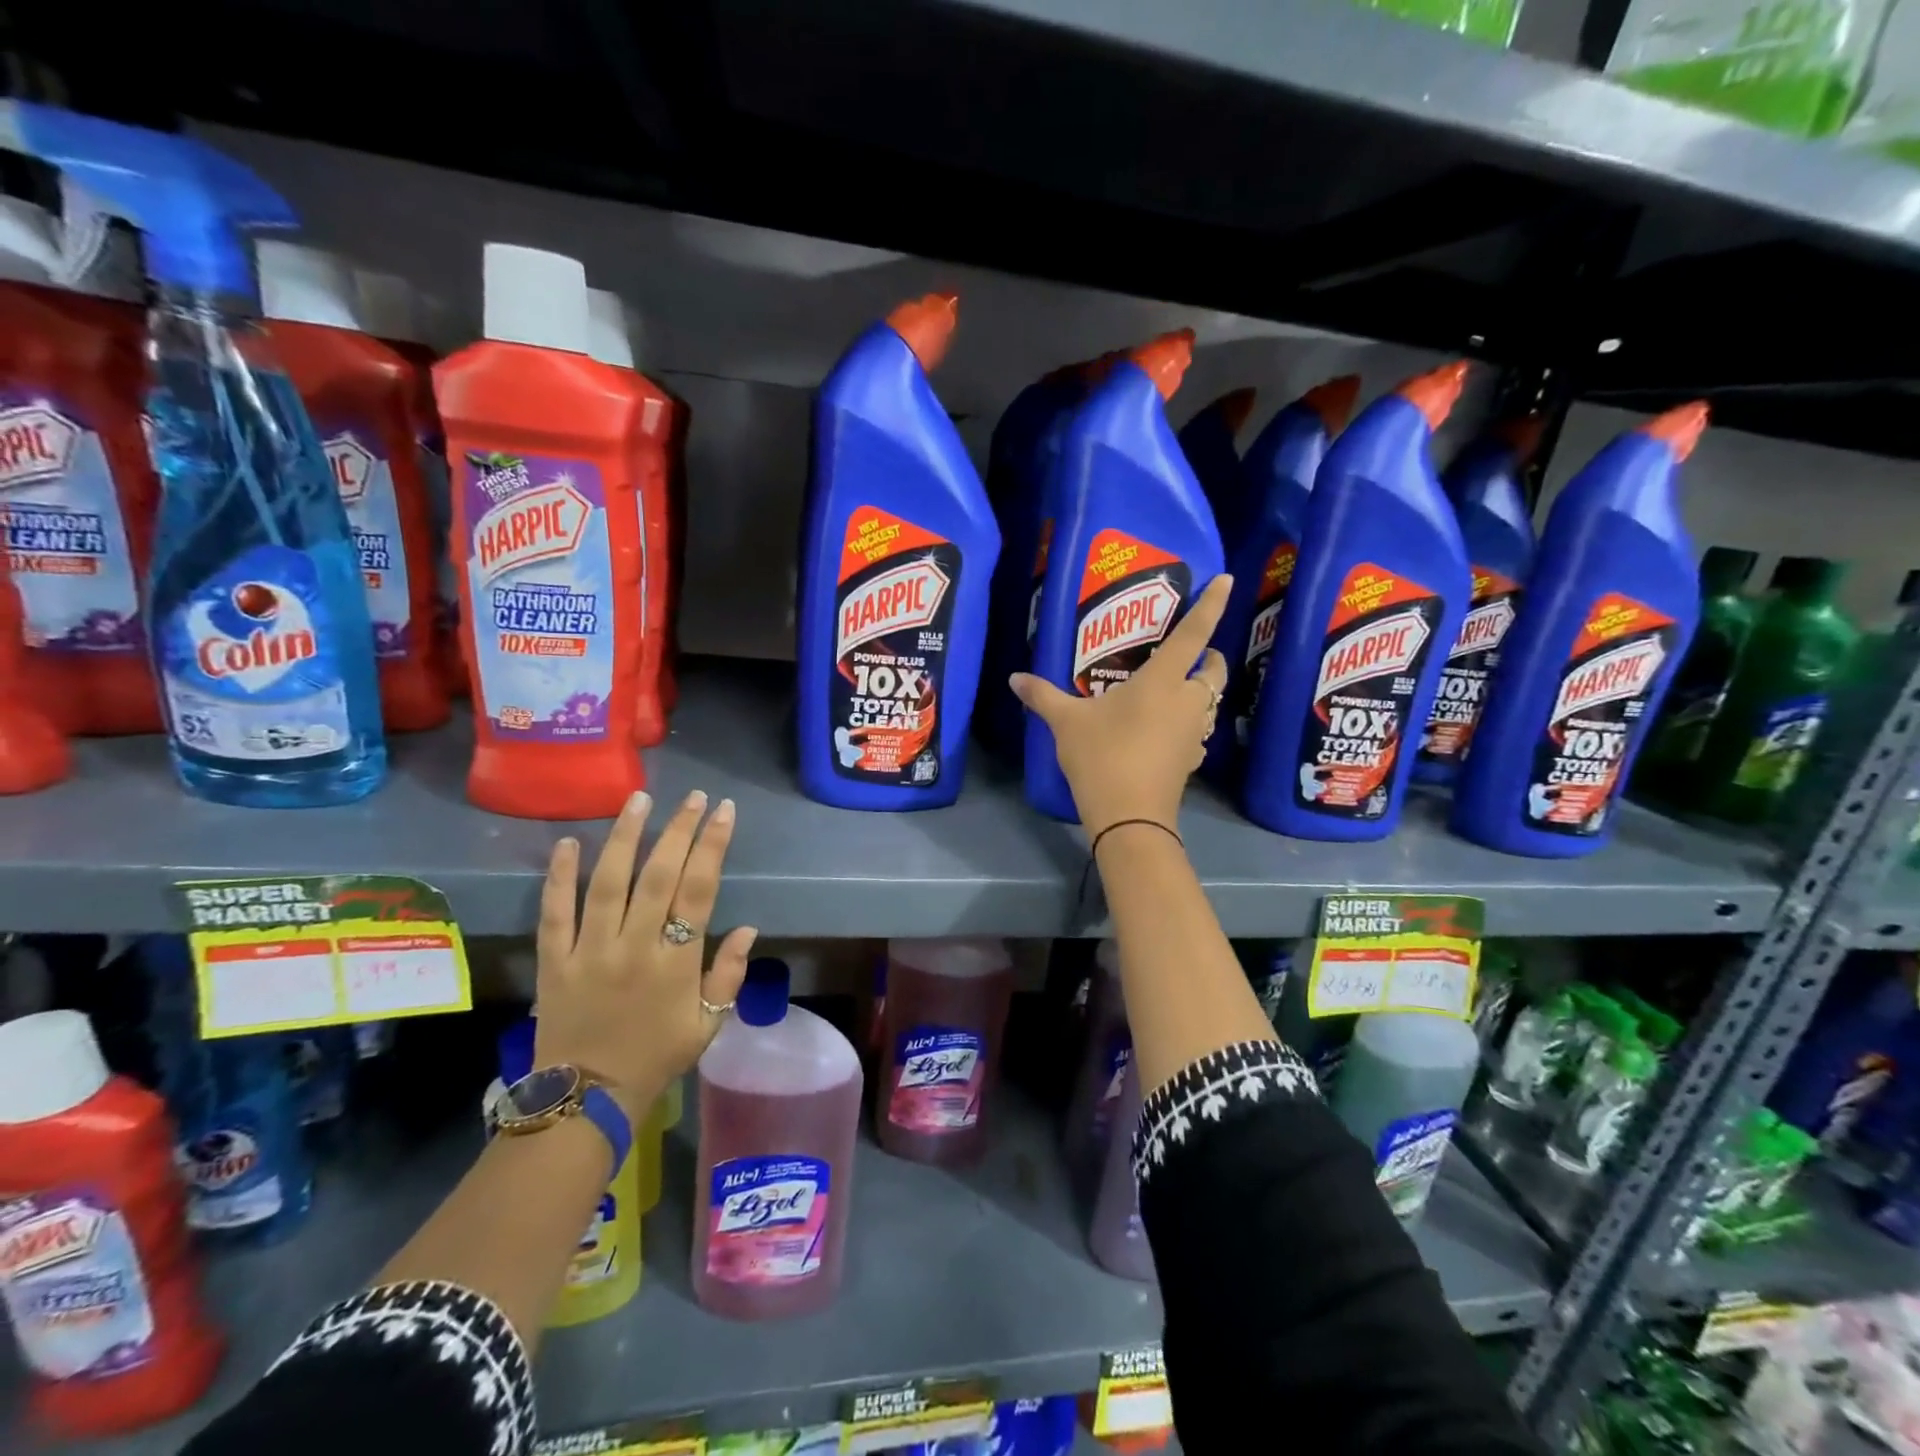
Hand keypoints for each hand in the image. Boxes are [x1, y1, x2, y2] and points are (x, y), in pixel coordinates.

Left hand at [533, 790, 757, 1121]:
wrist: (586, 1100)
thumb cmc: (656, 1058)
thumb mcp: (708, 1024)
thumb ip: (729, 975)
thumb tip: (750, 928)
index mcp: (676, 962)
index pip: (699, 891)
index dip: (712, 846)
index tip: (722, 811)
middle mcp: (634, 947)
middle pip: (658, 876)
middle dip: (678, 830)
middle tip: (692, 796)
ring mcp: (590, 951)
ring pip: (607, 883)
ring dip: (624, 837)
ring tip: (639, 799)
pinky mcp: (554, 961)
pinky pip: (554, 913)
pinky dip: (559, 877)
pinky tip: (567, 843)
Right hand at [1011, 574, 1231, 836]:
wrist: (1130, 817)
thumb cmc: (1102, 756)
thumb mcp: (1067, 722)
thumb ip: (1042, 696)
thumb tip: (1014, 678)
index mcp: (1162, 680)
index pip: (1194, 634)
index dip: (1212, 605)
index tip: (1228, 580)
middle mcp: (1187, 701)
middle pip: (1214, 669)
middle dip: (1209, 655)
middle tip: (1188, 653)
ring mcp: (1194, 732)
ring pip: (1210, 701)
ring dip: (1201, 689)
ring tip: (1174, 688)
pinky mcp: (1192, 759)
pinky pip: (1198, 730)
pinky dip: (1190, 722)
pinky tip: (1166, 730)